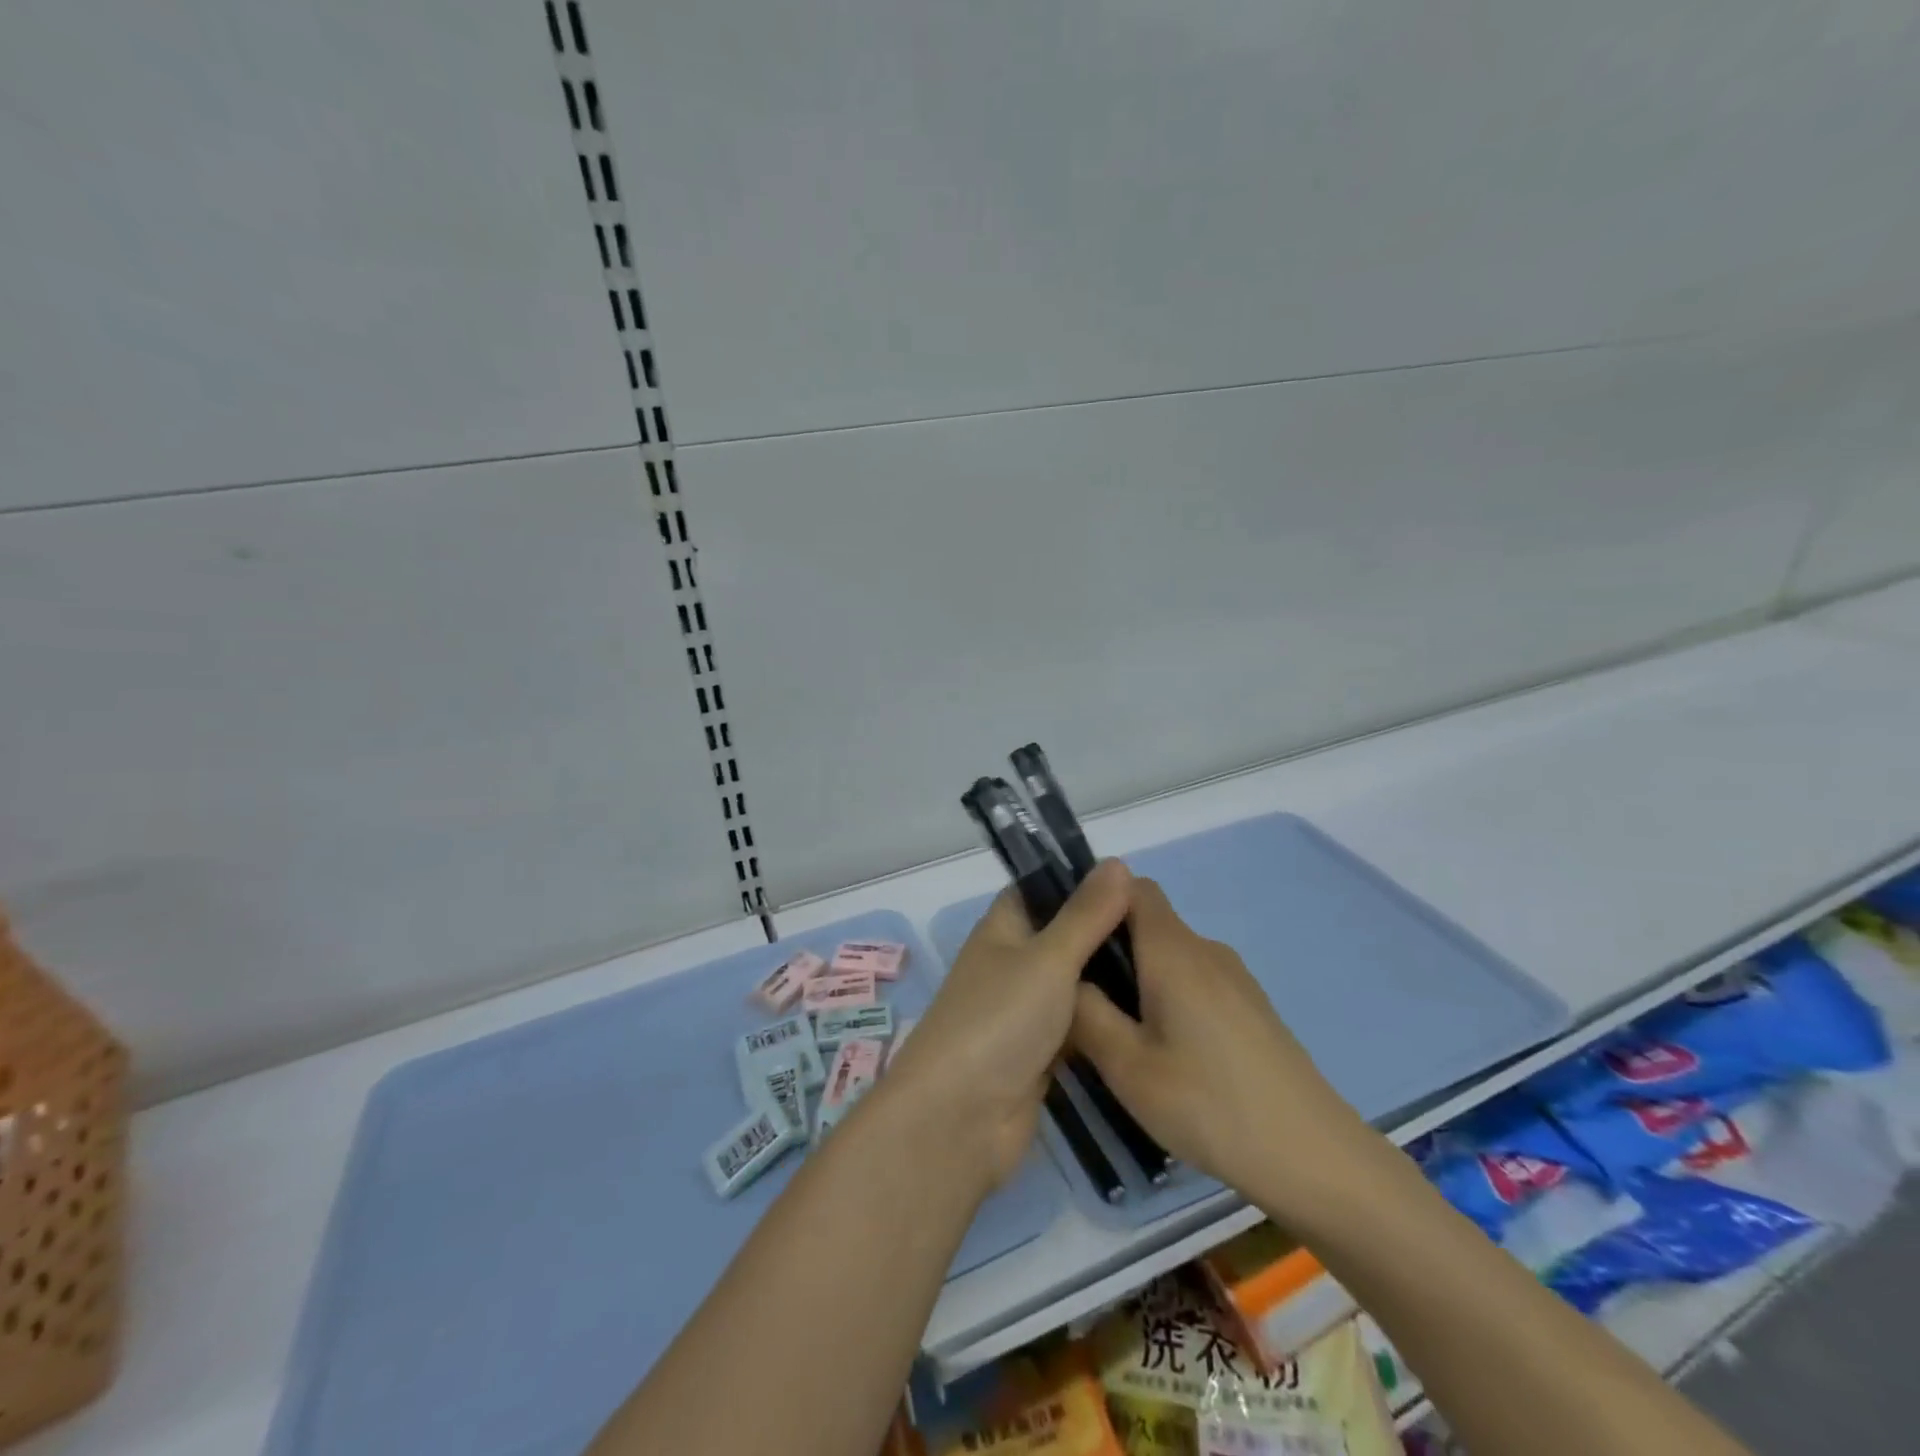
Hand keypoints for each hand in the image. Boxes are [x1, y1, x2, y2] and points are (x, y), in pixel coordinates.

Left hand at [885, 860, 1133, 1190]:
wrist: (960, 1118)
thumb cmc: (999, 1020)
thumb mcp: (1048, 958)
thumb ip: (1085, 915)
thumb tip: (1117, 862)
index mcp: (1002, 929)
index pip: (1040, 889)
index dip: (1079, 880)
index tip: (1133, 881)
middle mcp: (1011, 964)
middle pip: (1061, 937)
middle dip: (1104, 932)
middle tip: (1163, 929)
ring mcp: (1023, 1012)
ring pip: (1072, 984)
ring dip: (1107, 979)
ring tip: (1168, 966)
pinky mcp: (1038, 1054)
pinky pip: (1076, 1026)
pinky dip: (1102, 1021)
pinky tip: (1148, 1015)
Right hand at [1069, 879, 1385, 1226]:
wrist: (1313, 1157)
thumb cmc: (1209, 1105)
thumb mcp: (1127, 1066)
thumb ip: (1085, 1012)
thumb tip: (1065, 977)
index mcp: (1173, 950)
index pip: (1132, 886)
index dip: (1096, 901)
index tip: (1071, 940)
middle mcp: (1205, 950)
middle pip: (1148, 922)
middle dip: (1110, 948)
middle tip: (1081, 1001)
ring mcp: (1234, 978)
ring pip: (1170, 956)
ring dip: (1139, 978)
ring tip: (1118, 1034)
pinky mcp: (1251, 1007)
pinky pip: (1195, 981)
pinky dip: (1169, 997)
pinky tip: (1166, 1054)